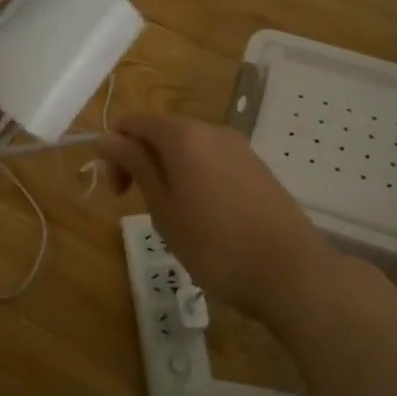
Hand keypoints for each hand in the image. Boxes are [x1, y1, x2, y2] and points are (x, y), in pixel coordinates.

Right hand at [97, 113, 338, 320]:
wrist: (290, 272)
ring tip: (172, 216)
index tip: (118, 192)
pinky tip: (203, 216)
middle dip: (141, 161)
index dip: (116, 151)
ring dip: (168, 171)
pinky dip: (195, 177)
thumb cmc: (213, 244)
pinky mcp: (258, 168)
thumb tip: (107, 139)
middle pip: (162, 132)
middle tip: (137, 205)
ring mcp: (240, 148)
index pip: (134, 123)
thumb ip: (135, 166)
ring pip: (189, 148)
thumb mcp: (163, 207)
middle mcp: (213, 131)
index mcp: (184, 136)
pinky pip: (213, 161)